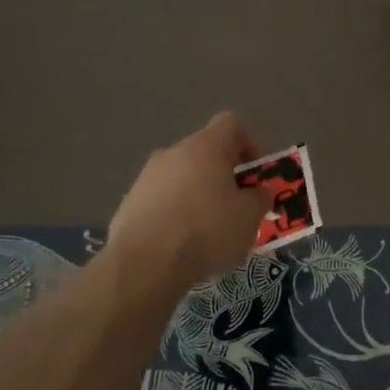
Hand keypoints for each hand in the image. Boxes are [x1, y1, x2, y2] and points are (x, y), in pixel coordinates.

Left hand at [106, 112, 271, 294]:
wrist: (144, 264)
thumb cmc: (207, 231)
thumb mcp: (249, 217)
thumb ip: (260, 198)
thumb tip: (260, 191)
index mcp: (205, 147)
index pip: (230, 124)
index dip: (249, 143)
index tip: (255, 173)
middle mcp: (173, 153)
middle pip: (205, 152)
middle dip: (223, 175)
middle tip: (236, 206)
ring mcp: (146, 177)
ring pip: (181, 177)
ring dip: (198, 195)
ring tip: (208, 231)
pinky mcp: (129, 203)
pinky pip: (161, 200)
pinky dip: (174, 214)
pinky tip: (180, 244)